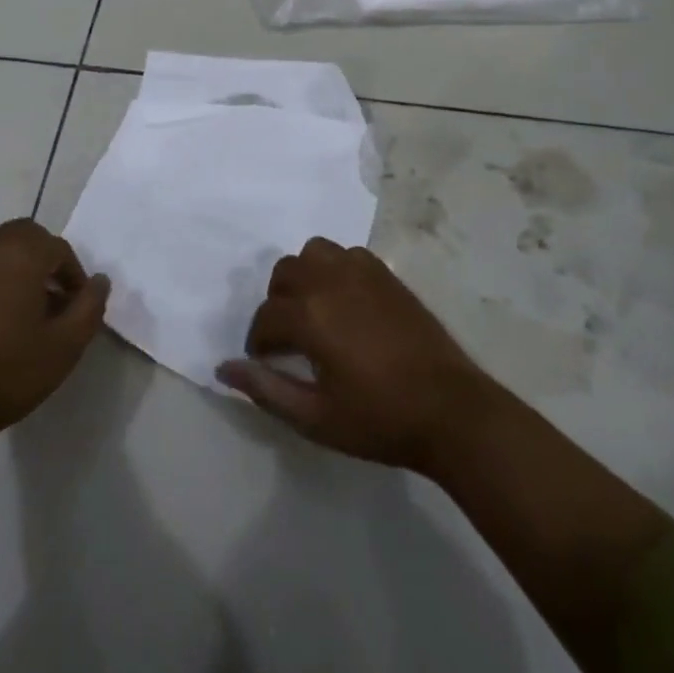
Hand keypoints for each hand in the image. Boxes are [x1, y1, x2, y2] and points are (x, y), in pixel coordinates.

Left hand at [0, 218, 110, 458]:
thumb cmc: (6, 373)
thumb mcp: (65, 346)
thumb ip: (90, 306)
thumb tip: (99, 281)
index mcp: (19, 253)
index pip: (58, 248)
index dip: (73, 274)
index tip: (75, 306)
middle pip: (23, 236)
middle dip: (42, 259)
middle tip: (50, 298)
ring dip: (11, 264)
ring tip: (17, 305)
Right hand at [217, 237, 495, 472]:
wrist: (450, 410)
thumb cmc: (379, 419)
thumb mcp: (314, 418)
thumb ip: (265, 390)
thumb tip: (223, 369)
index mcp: (310, 315)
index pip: (265, 317)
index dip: (259, 343)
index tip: (266, 363)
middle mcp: (331, 281)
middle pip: (284, 274)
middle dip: (277, 304)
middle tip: (290, 339)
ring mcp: (362, 272)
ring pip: (314, 253)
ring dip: (305, 277)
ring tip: (315, 311)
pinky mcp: (387, 275)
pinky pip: (347, 254)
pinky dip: (336, 269)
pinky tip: (346, 302)